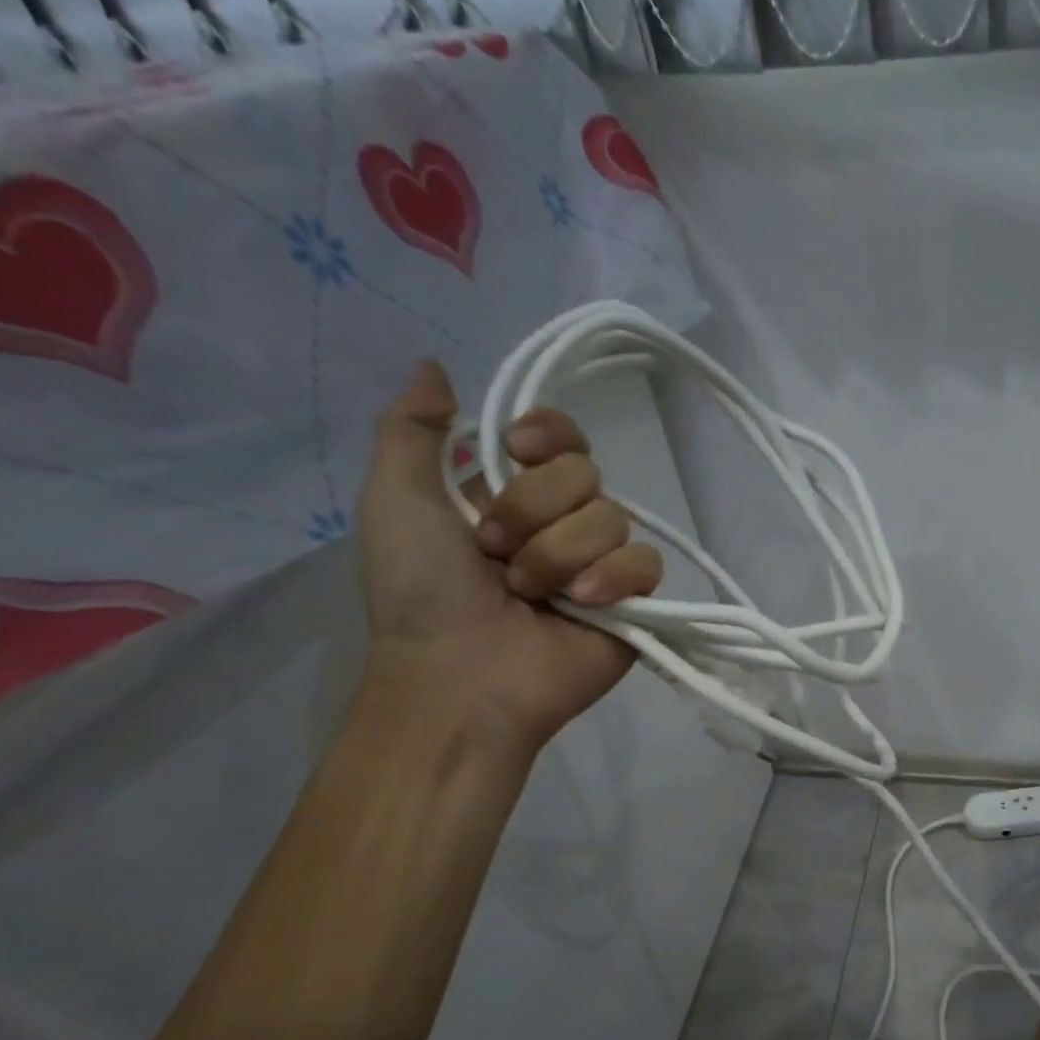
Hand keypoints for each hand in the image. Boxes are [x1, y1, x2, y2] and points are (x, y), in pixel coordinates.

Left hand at [357, 361, 663, 751]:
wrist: (462, 674)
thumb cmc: (421, 591)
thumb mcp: (394, 499)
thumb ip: (410, 430)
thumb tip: (434, 366)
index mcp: (514, 494)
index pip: (562, 438)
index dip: (548, 435)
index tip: (515, 452)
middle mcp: (564, 522)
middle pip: (586, 474)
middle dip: (534, 512)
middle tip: (496, 556)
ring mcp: (603, 563)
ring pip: (613, 518)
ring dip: (559, 556)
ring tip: (530, 596)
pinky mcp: (635, 600)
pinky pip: (646, 562)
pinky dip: (611, 579)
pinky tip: (582, 607)